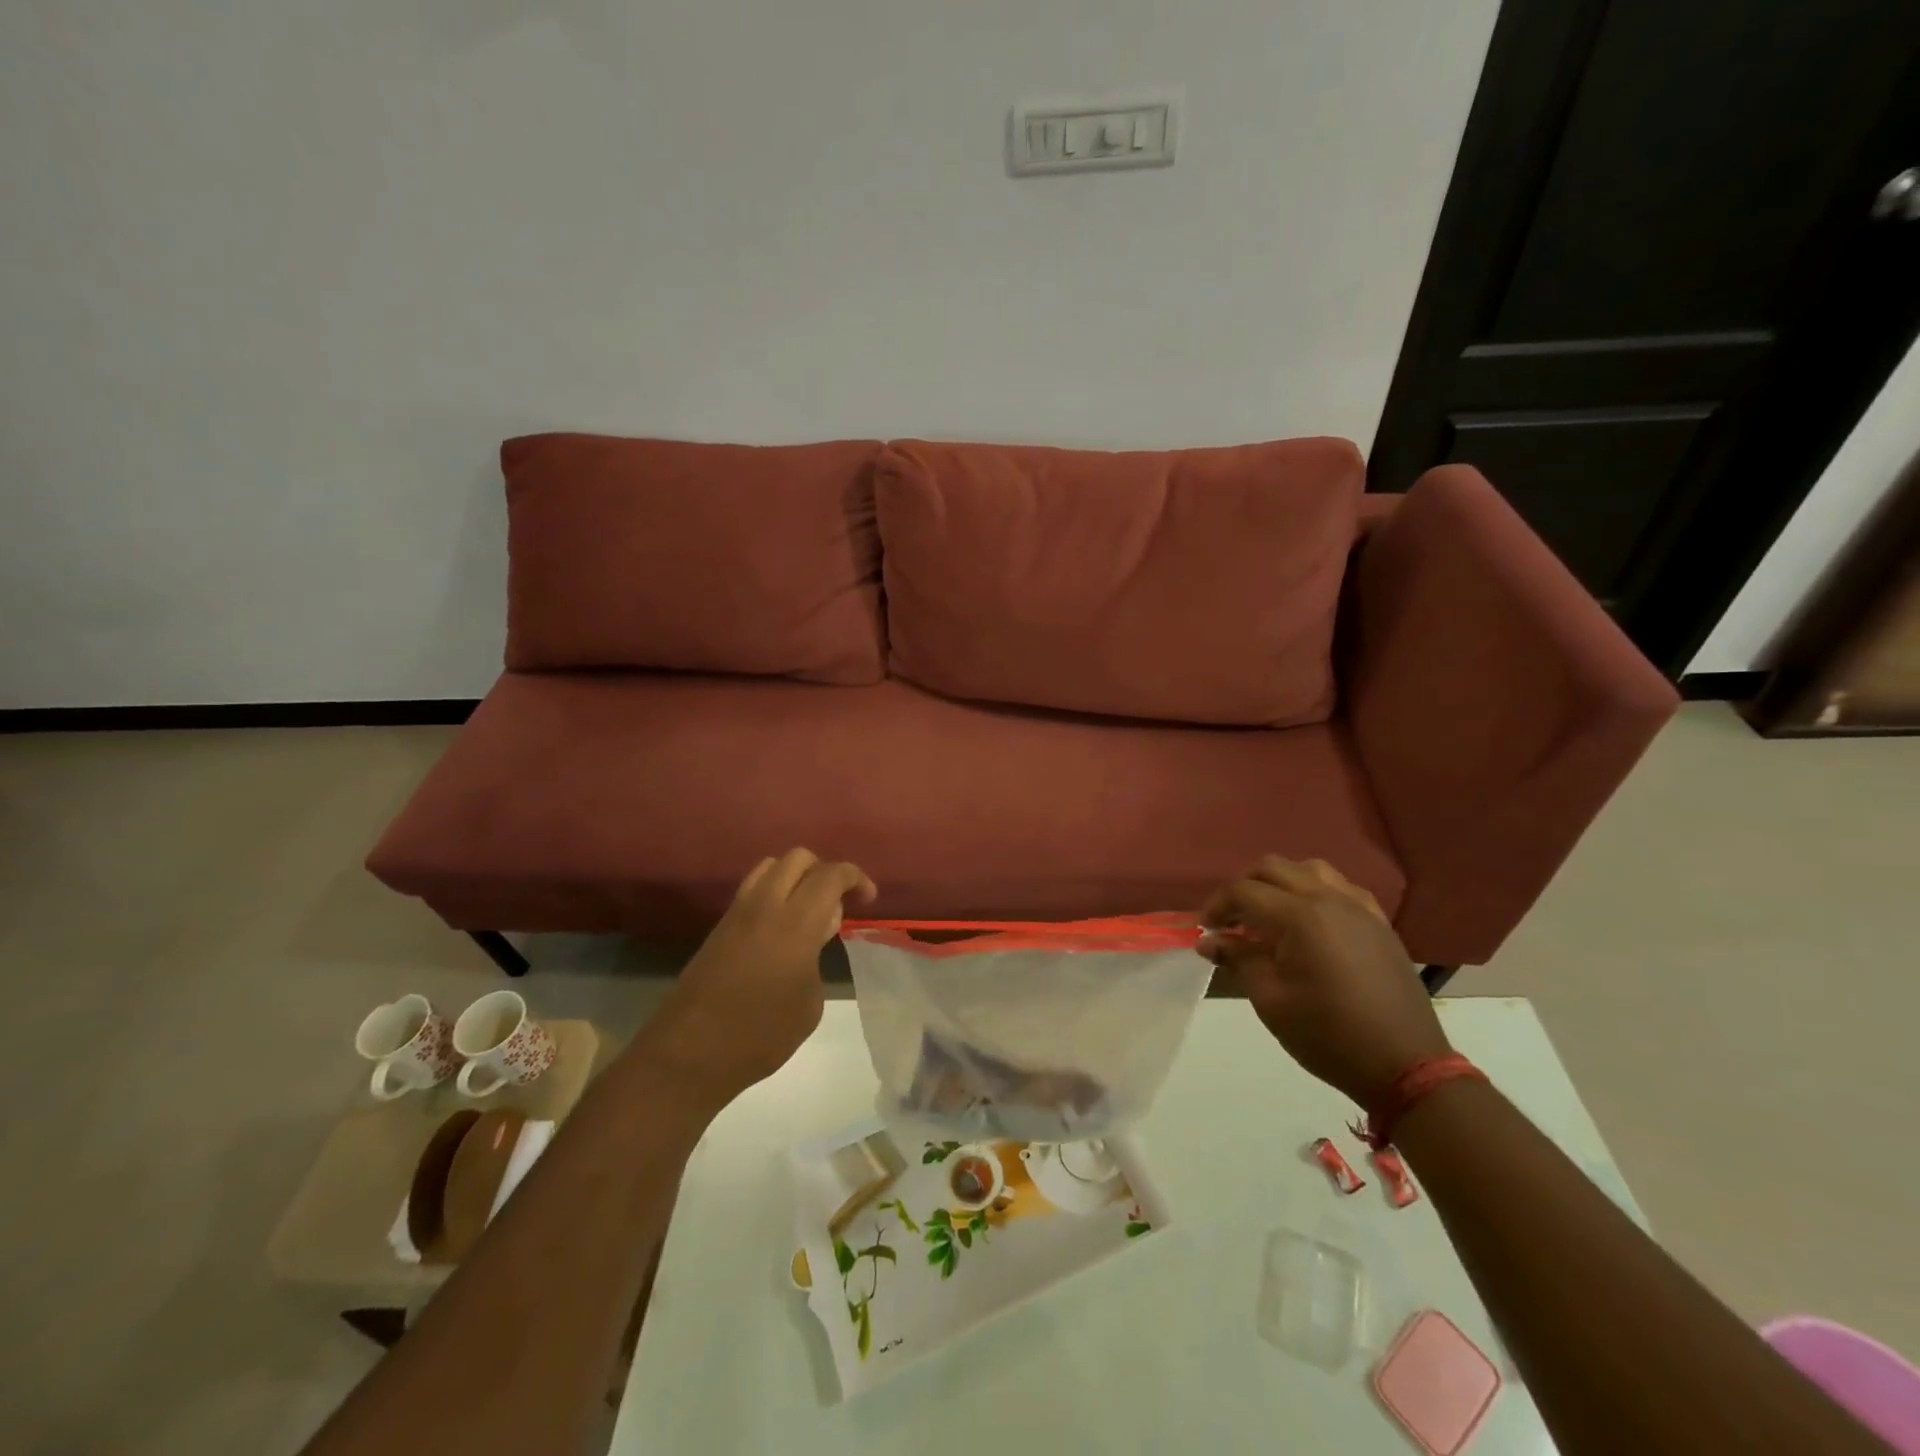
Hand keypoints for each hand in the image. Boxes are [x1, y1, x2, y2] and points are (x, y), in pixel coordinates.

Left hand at [650, 848, 876, 1104]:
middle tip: (836, 905)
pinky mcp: (719, 927)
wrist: (688, 1054)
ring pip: (770, 867)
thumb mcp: (810, 1003)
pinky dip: (774, 894)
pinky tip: (780, 931)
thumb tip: (812, 938)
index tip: (868, 898)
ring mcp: (737, 913)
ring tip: (807, 914)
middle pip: (798, 858)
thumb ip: (816, 958)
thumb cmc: (760, 1035)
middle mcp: (765, 905)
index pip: (830, 875)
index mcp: (795, 923)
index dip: (856, 877)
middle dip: (824, 871)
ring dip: (795, 878)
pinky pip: (753, 890)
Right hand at [1199, 856, 1448, 1106]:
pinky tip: (1309, 921)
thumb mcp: (1271, 1000)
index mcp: (1300, 916)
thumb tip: (1208, 940)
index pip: (1244, 891)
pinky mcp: (1378, 922)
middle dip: (1244, 887)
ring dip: (1280, 883)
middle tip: (1231, 920)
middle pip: (1273, 868)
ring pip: (1309, 870)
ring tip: (1268, 914)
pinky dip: (1314, 892)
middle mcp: (1329, 899)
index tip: (1205, 929)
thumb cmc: (1328, 1035)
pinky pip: (1340, 887)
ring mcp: (1359, 907)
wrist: (1405, 1064)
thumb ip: (1238, 959)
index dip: (1217, 905)